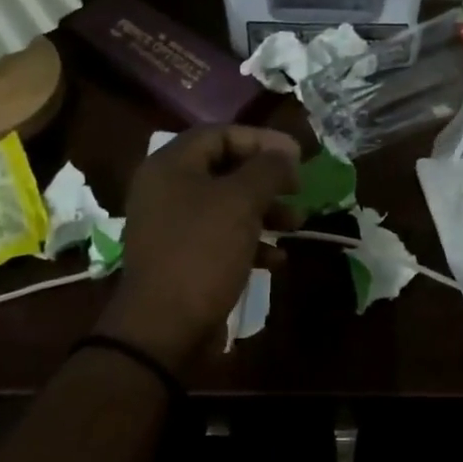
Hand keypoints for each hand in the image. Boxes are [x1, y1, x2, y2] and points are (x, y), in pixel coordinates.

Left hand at [95, 126, 300, 365]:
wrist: (164, 327)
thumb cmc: (202, 252)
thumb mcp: (241, 202)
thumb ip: (267, 170)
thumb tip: (285, 154)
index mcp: (171, 166)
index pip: (220, 133)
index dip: (262, 140)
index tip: (297, 156)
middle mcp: (166, 190)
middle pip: (225, 169)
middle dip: (267, 178)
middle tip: (298, 188)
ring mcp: (173, 226)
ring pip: (227, 205)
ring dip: (265, 211)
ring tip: (296, 225)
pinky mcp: (182, 258)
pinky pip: (221, 237)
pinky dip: (250, 242)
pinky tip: (276, 259)